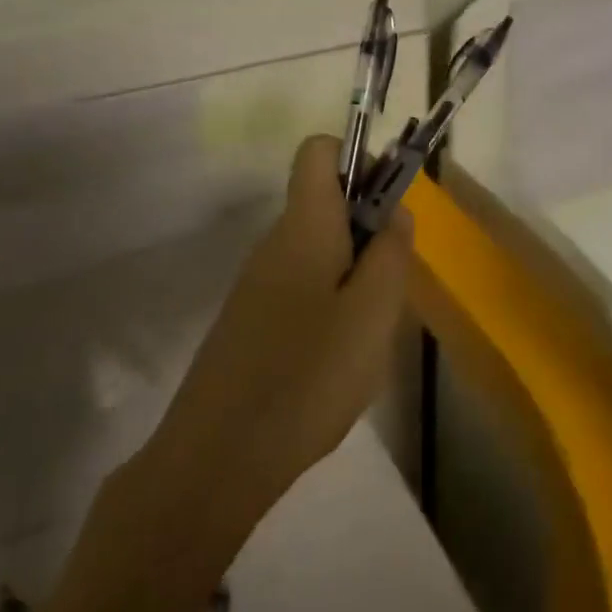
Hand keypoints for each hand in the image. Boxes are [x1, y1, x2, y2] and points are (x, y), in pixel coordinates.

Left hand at [145, 134, 414, 523]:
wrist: (215, 459)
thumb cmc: (307, 374)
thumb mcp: (373, 313)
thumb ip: (391, 253)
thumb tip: (396, 211)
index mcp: (305, 225)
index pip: (319, 151)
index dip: (358, 158)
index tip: (387, 205)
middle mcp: (275, 242)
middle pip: (326, 205)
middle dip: (367, 232)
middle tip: (388, 290)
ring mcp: (257, 284)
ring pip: (319, 253)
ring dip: (352, 277)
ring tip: (366, 336)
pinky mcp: (250, 322)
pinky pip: (301, 290)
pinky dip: (329, 308)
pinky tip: (334, 363)